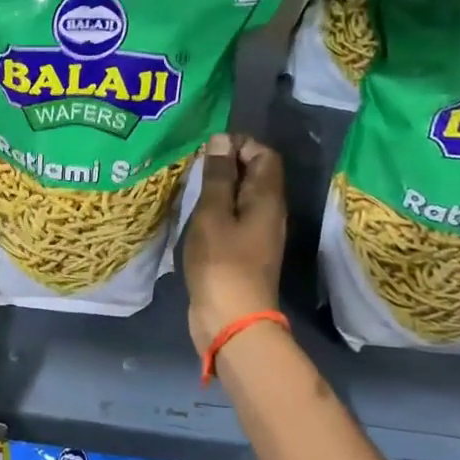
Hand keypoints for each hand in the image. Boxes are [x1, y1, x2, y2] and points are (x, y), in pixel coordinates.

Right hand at [183, 132, 285, 354]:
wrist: (232, 319)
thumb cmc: (222, 262)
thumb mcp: (213, 213)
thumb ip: (218, 176)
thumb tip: (221, 140)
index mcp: (267, 198)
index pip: (264, 154)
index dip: (239, 144)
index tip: (207, 149)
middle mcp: (269, 212)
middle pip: (255, 174)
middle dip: (226, 164)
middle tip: (193, 167)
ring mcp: (258, 234)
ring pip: (243, 197)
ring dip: (219, 188)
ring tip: (190, 187)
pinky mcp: (244, 252)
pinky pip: (234, 218)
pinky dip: (217, 210)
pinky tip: (194, 215)